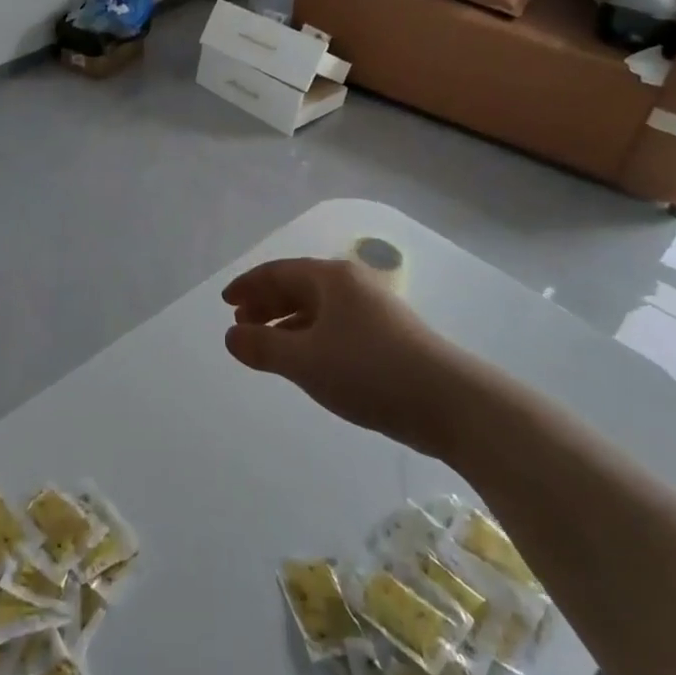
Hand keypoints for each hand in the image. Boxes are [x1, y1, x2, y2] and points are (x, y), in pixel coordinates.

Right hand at [222, 256, 459, 444]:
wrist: (450, 402)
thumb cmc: (369, 371)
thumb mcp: (305, 361)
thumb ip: (263, 347)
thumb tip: (231, 335)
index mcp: (331, 278)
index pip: (278, 272)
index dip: (248, 285)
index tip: (225, 302)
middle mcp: (352, 286)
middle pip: (298, 286)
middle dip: (266, 303)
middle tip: (241, 324)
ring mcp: (372, 311)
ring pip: (317, 309)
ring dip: (286, 323)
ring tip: (266, 345)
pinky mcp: (386, 338)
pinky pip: (334, 327)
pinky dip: (310, 338)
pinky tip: (304, 361)